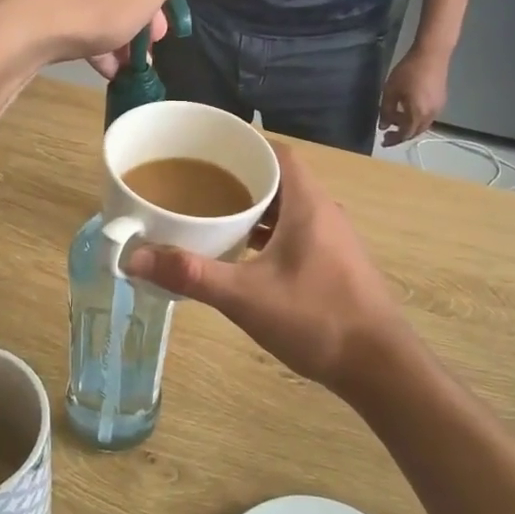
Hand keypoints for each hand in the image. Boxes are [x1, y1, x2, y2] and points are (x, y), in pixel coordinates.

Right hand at [124, 145, 411, 393]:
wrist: (380, 367)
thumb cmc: (316, 319)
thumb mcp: (245, 296)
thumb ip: (190, 274)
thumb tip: (134, 258)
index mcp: (307, 204)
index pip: (277, 153)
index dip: (243, 146)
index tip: (206, 153)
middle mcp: (324, 212)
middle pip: (279, 179)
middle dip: (239, 178)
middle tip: (196, 186)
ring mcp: (333, 240)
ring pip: (287, 209)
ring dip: (254, 209)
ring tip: (212, 217)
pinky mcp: (334, 265)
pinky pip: (295, 233)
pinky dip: (268, 234)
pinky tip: (243, 256)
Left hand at [379, 44, 449, 146]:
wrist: (432, 54)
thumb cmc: (408, 72)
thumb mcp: (391, 91)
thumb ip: (386, 111)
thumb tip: (384, 126)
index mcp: (418, 114)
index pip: (405, 134)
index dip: (393, 140)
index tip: (382, 142)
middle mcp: (431, 115)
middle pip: (415, 132)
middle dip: (401, 135)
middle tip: (388, 134)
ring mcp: (438, 108)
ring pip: (423, 125)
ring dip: (409, 126)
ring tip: (396, 122)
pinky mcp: (441, 100)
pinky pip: (428, 117)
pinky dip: (417, 119)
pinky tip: (408, 111)